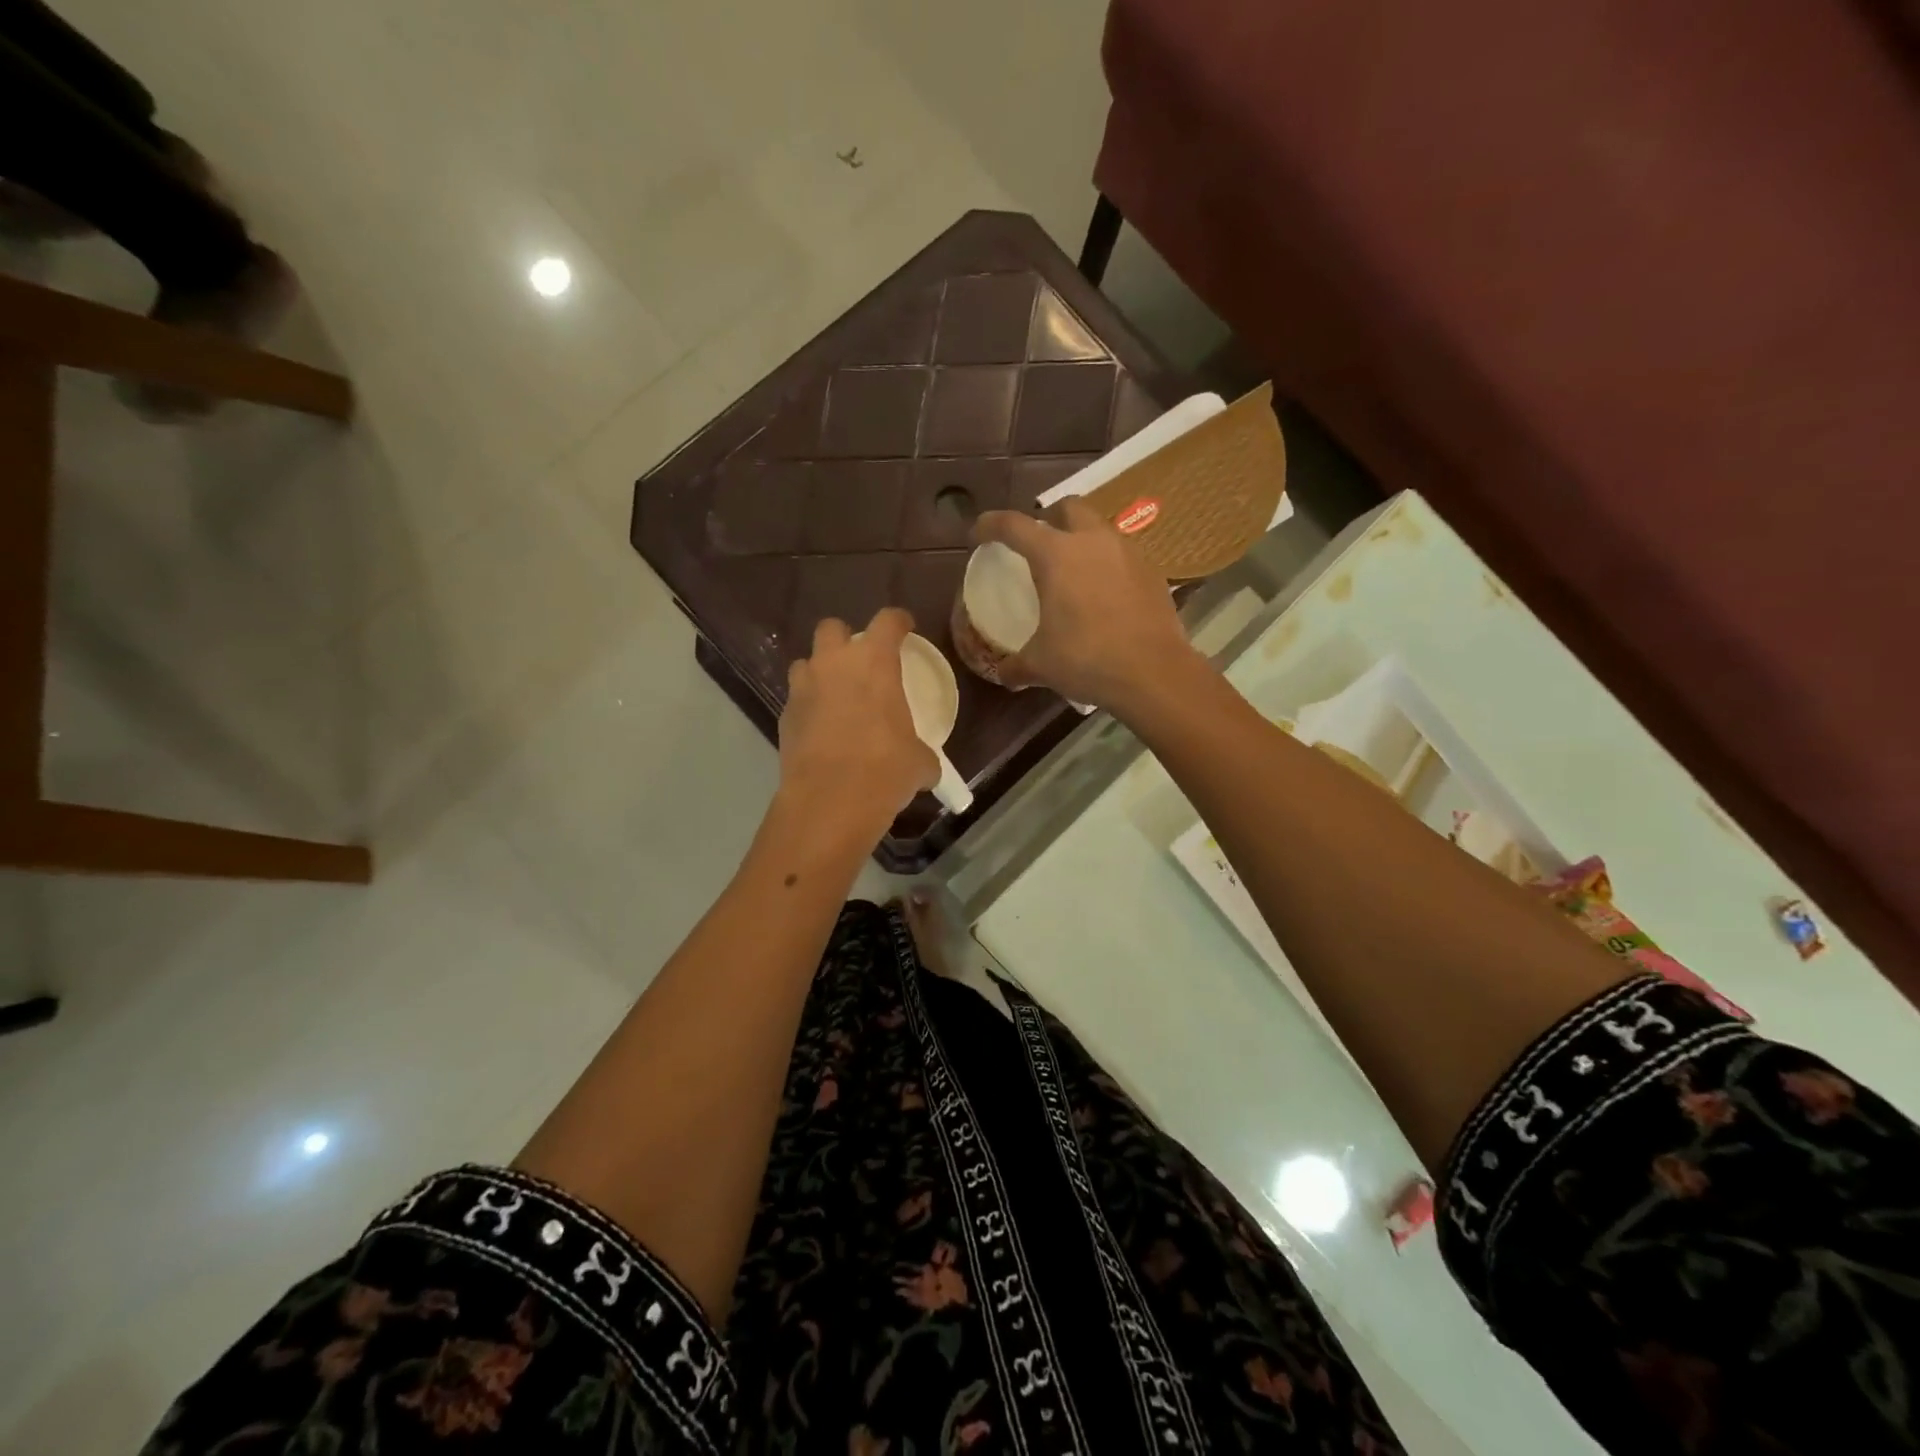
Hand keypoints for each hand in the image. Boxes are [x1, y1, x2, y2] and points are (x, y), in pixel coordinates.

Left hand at [778, 607, 939, 836]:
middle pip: (832, 628)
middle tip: (859, 661)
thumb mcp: (918, 762)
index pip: (887, 621)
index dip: (898, 621)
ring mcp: (803, 689)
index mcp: (874, 663)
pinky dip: (808, 708)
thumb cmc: (885, 770)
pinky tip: (821, 730)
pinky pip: (797, 700)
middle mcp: (834, 664)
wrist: (830, 800)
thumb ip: (921, 754)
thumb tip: (925, 768)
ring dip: (819, 672)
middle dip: (844, 638)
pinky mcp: (784, 717)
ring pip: (806, 663)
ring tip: (834, 695)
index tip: (905, 627)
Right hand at [972, 499, 1203, 715]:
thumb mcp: (1041, 665)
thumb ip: (1016, 665)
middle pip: (1067, 507)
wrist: (1153, 673)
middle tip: (1038, 544)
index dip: (990, 526)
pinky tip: (1104, 592)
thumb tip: (1004, 673)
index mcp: (1055, 555)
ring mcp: (1127, 552)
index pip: (1013, 525)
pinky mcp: (1152, 571)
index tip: (979, 535)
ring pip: (1099, 528)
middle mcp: (1092, 541)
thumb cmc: (1087, 660)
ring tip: (1073, 569)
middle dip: (1048, 518)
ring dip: (1081, 538)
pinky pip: (1123, 555)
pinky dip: (1107, 564)